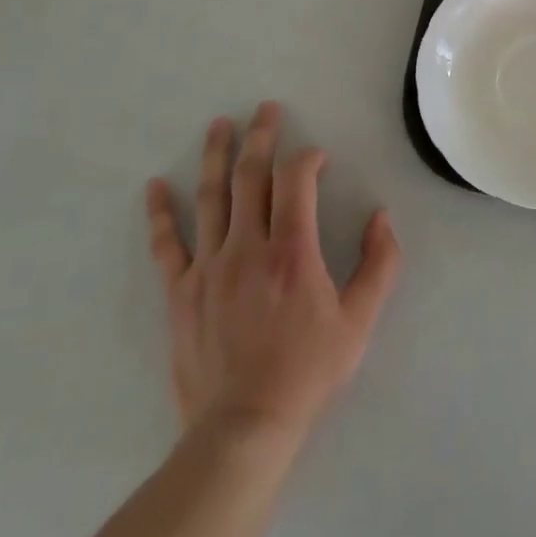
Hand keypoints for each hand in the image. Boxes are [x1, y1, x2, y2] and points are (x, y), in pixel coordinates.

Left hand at [145, 102, 401, 444]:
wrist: (243, 428)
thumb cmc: (308, 372)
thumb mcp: (360, 322)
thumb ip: (379, 264)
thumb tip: (381, 217)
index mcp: (292, 250)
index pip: (296, 180)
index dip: (307, 159)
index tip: (318, 158)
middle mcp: (247, 247)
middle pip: (250, 176)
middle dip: (260, 136)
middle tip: (265, 108)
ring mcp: (208, 267)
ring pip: (209, 197)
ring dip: (214, 156)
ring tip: (219, 125)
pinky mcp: (181, 291)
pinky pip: (167, 244)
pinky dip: (160, 213)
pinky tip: (154, 186)